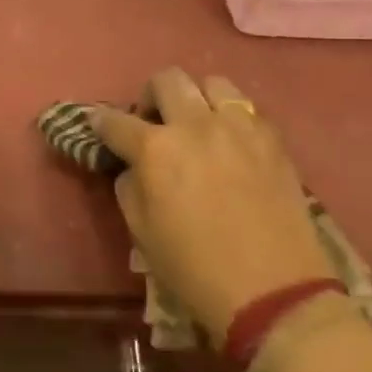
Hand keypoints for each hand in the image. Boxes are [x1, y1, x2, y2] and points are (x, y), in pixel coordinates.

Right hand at [91, 69, 335, 342]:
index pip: (115, 121)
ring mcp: (239, 128)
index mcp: (156, 150)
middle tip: (152, 122)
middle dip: (151, 96)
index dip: (100, 121)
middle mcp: (195, 126)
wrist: (274, 292)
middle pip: (167, 80)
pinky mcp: (273, 140)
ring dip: (196, 97)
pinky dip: (231, 117)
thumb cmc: (195, 269)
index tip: (98, 123)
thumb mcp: (141, 233)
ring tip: (197, 124)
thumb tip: (132, 166)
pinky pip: (247, 109)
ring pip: (212, 83)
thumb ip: (129, 186)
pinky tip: (231, 143)